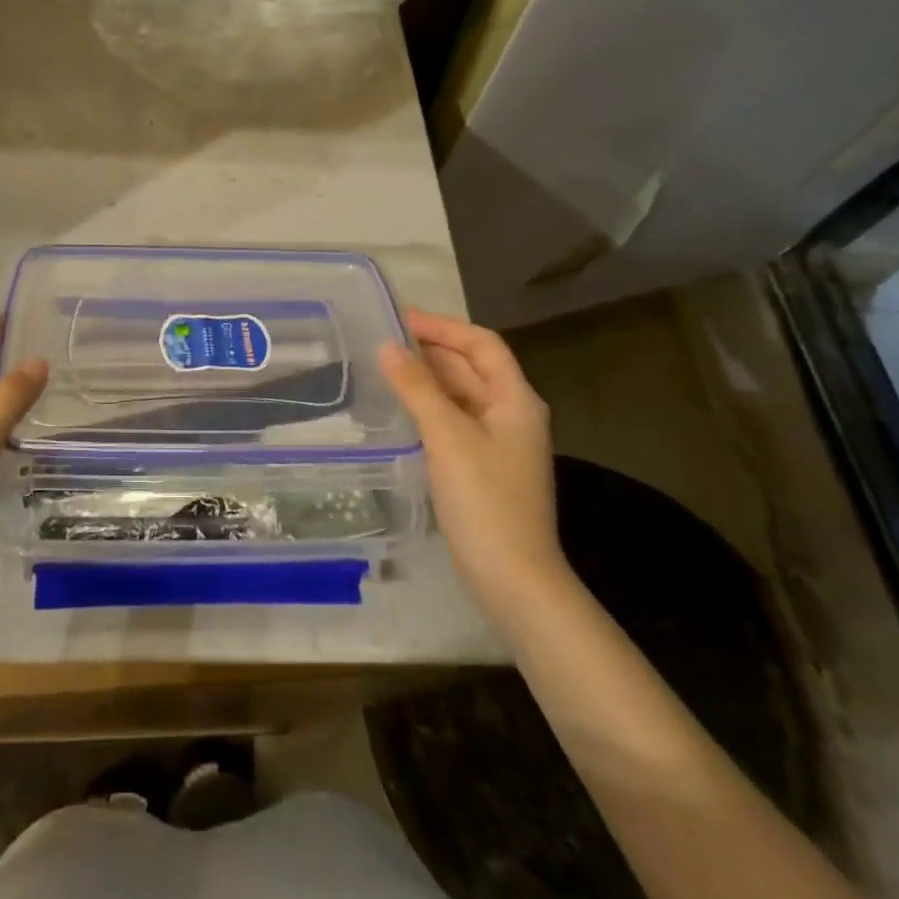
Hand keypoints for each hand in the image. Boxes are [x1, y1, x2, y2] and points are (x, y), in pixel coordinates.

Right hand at [378, 310, 568, 635]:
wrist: (513, 578)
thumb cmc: (485, 501)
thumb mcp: (448, 437)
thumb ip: (418, 388)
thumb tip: (389, 347)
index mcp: (515, 399)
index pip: (482, 344)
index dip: (443, 327)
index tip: (400, 319)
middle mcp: (511, 414)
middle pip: (471, 367)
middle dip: (431, 350)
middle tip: (382, 339)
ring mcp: (498, 443)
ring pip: (460, 396)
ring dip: (427, 379)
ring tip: (384, 367)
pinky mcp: (482, 467)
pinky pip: (454, 422)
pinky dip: (428, 408)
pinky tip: (399, 409)